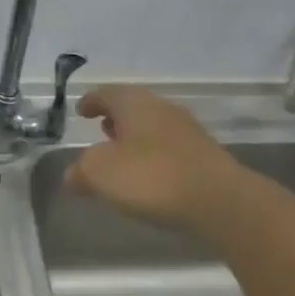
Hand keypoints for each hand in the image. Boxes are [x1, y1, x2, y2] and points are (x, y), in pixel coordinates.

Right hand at [63, 86, 251, 234]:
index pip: (106, 93)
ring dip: (135, 138)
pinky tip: (150, 177)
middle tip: (100, 130)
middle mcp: (161, 109)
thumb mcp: (100, 173)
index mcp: (134, 103)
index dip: (90, 101)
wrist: (222, 201)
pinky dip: (154, 157)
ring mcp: (188, 132)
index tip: (80, 110)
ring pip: (152, 128)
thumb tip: (73, 175)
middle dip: (115, 118)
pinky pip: (170, 150)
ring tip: (122, 156)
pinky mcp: (205, 158)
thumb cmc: (152, 176)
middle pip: (132, 108)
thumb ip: (81, 171)